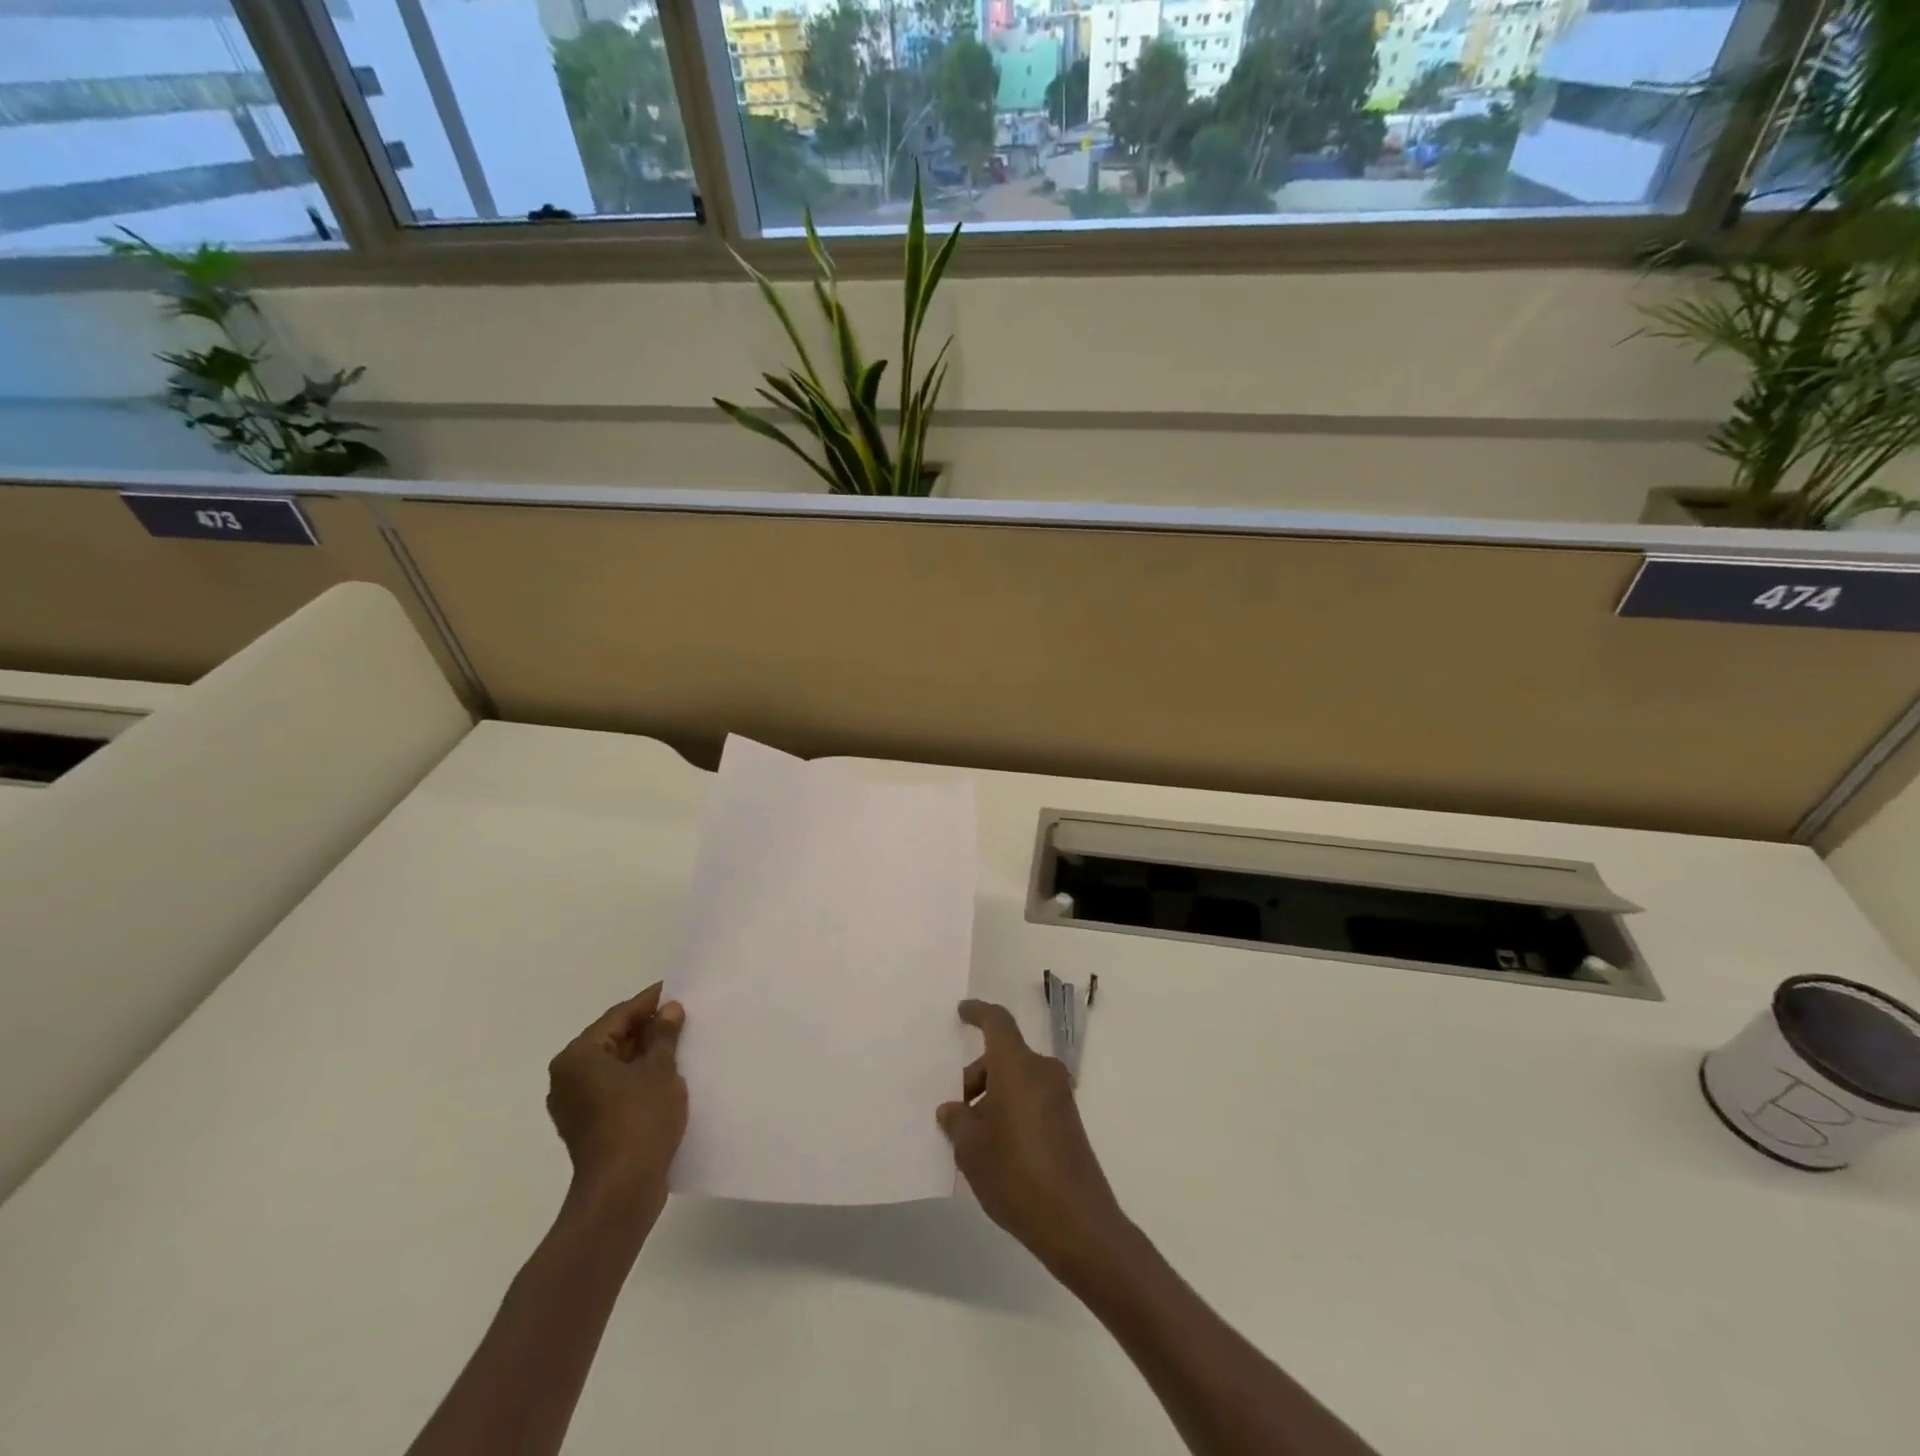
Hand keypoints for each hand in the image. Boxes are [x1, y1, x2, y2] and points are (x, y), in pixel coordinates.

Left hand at [546, 984, 686, 1220]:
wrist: (621, 1192)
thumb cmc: (639, 1121)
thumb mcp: (659, 1069)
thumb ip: (664, 1035)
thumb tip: (669, 1010)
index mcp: (578, 1057)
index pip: (619, 1016)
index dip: (650, 1002)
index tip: (677, 991)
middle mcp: (568, 1078)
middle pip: (614, 1040)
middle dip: (648, 1030)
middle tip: (684, 1018)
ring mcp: (575, 1105)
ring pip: (615, 1067)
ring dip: (645, 1056)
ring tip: (681, 1046)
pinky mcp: (588, 1126)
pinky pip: (615, 1089)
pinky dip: (638, 1080)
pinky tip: (667, 1077)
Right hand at [937, 999, 1130, 1278]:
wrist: (1077, 1223)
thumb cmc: (1015, 1172)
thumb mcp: (970, 1148)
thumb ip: (957, 1120)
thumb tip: (954, 1109)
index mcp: (1017, 1065)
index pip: (997, 1022)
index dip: (978, 1013)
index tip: (962, 1011)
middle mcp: (1042, 1071)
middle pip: (1004, 1056)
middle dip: (976, 1075)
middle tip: (954, 1110)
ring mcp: (1060, 1096)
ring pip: (1017, 1080)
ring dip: (992, 1097)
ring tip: (970, 1138)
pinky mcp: (1068, 1122)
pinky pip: (1031, 1100)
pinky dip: (1010, 1110)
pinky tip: (995, 1149)